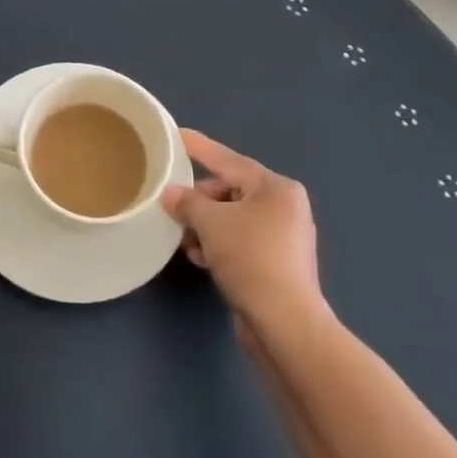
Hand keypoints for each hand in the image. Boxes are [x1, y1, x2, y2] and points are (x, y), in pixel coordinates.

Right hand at [160, 129, 321, 323]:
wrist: (285, 323)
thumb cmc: (251, 259)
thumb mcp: (211, 223)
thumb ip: (188, 202)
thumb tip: (171, 194)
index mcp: (276, 187)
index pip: (228, 160)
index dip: (199, 147)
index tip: (177, 135)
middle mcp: (285, 206)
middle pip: (230, 190)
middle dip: (200, 201)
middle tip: (174, 210)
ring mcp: (284, 237)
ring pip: (233, 218)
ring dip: (206, 227)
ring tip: (186, 242)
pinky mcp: (278, 264)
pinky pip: (240, 241)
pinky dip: (219, 245)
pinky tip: (202, 259)